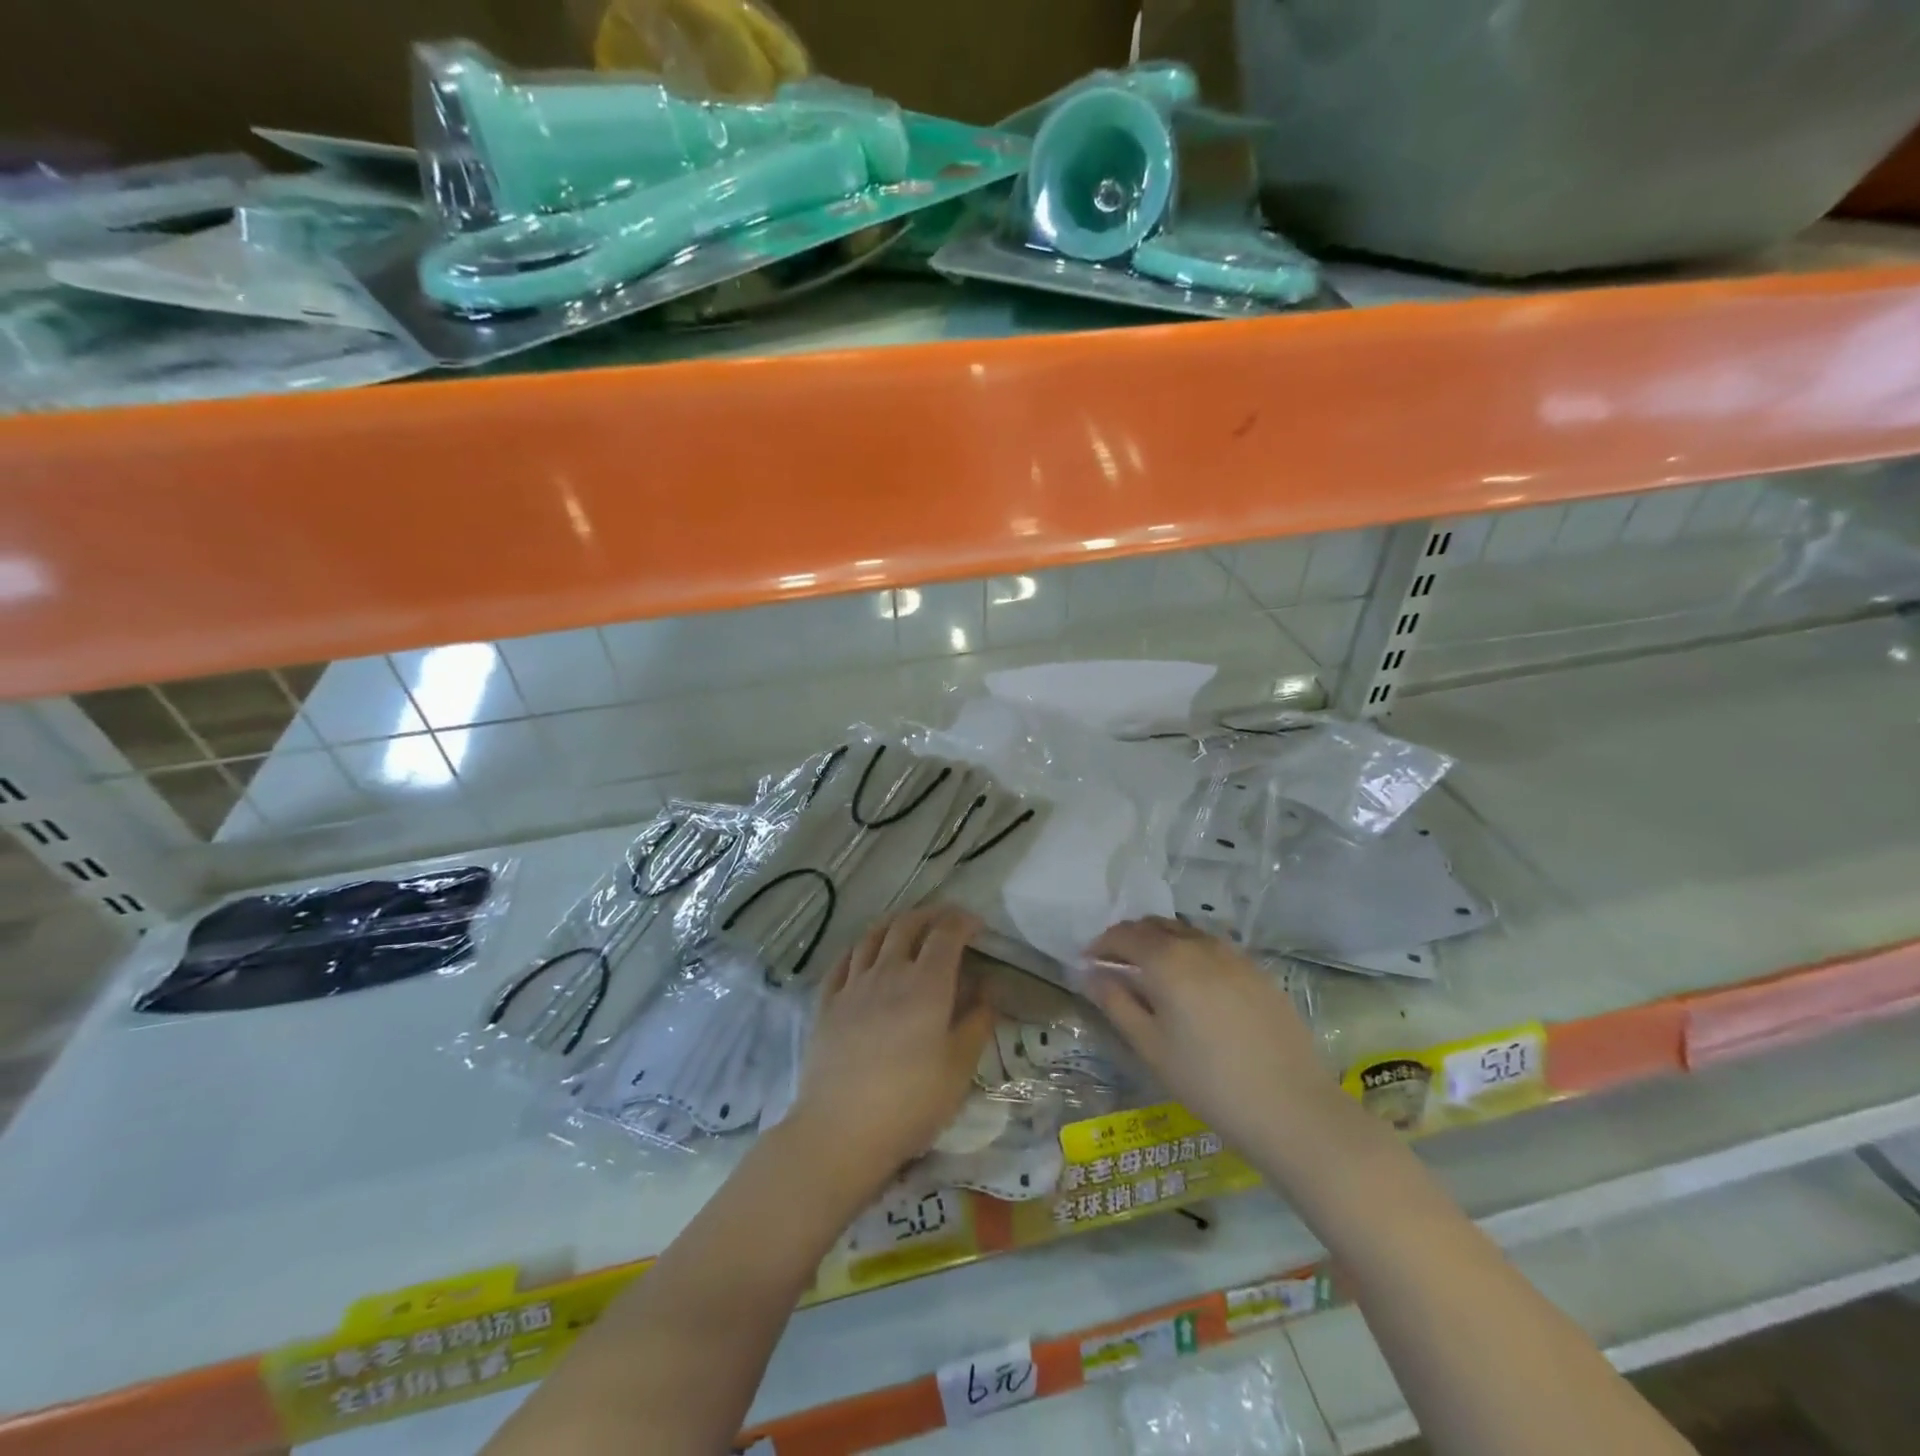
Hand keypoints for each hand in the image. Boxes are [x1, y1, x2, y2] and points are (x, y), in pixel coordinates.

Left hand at [785, 905, 992, 1194]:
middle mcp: (888, 972)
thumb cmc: (910, 1103)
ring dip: (895, 923)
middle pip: (908, 925)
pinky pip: (843, 960)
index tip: (977, 925)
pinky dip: (859, 946)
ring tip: (907, 925)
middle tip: (946, 919)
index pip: (946, 934)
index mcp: (926, 984)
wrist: (840, 1131)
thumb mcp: (959, 1068)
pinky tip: (863, 951)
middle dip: (931, 914)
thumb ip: (976, 1022)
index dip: (963, 922)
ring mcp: (853, 985)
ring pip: (872, 936)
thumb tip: (986, 989)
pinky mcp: (827, 1003)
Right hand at [1084, 918, 1348, 1158]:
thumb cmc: (1209, 1082)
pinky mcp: (1257, 972)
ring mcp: (1233, 956)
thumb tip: (1091, 974)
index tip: (1087, 961)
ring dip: (1160, 941)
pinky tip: (1192, 984)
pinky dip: (1190, 952)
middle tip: (1114, 963)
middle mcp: (1199, 946)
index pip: (1124, 936)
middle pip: (1154, 926)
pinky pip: (1212, 948)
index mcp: (1167, 961)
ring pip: (1185, 933)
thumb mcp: (1151, 1047)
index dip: (1101, 944)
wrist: (1292, 1108)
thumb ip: (1117, 1003)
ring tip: (1150, 972)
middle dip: (1128, 938)